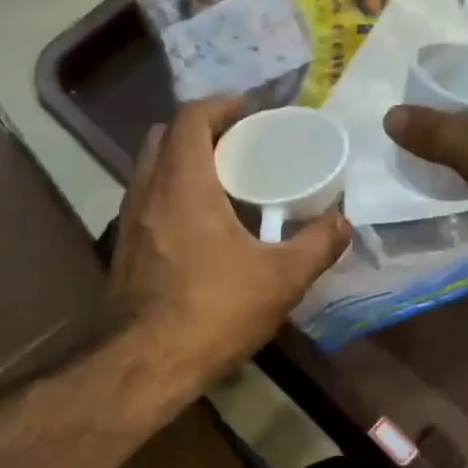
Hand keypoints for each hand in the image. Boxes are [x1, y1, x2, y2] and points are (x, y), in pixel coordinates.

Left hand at [109, 97, 349, 387]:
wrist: (147, 363)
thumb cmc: (213, 311)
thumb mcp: (280, 279)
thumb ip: (317, 245)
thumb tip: (344, 222)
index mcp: (182, 183)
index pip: (190, 118)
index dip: (219, 105)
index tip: (248, 109)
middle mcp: (146, 191)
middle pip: (163, 137)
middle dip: (199, 130)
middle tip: (237, 144)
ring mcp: (128, 221)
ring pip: (149, 170)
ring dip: (181, 163)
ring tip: (221, 182)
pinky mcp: (123, 249)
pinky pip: (145, 201)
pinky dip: (169, 194)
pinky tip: (198, 225)